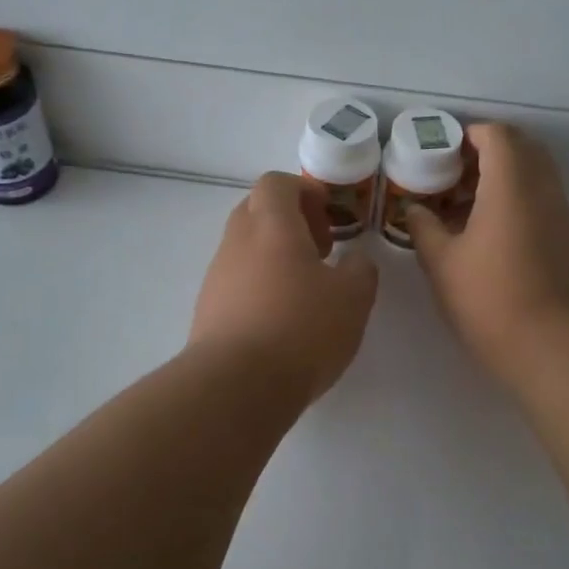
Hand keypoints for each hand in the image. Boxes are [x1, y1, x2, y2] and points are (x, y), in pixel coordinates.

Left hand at [190, 172, 379, 402]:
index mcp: (271, 225)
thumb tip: (355, 260)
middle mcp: (237, 241)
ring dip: (275, 256)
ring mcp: (217, 276)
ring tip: (305, 292)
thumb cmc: (300, 328)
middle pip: (258, 211)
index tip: (328, 217)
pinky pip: (236, 281)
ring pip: (245, 247)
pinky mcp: (207, 309)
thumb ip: (360, 270)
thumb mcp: (353, 298)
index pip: (276, 182)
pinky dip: (259, 286)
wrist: (235, 386)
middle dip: (291, 222)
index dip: (304, 191)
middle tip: (320, 251)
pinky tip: (281, 321)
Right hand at [409, 123, 568, 377]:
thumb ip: (423, 227)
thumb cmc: (489, 297)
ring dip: (505, 177)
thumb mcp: (441, 263)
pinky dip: (520, 200)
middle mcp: (543, 189)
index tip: (444, 153)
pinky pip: (544, 200)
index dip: (470, 135)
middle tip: (456, 175)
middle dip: (489, 151)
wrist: (552, 345)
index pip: (497, 135)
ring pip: (536, 174)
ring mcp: (562, 214)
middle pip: (522, 148)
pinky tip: (493, 234)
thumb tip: (414, 209)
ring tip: (469, 207)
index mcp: (510, 184)